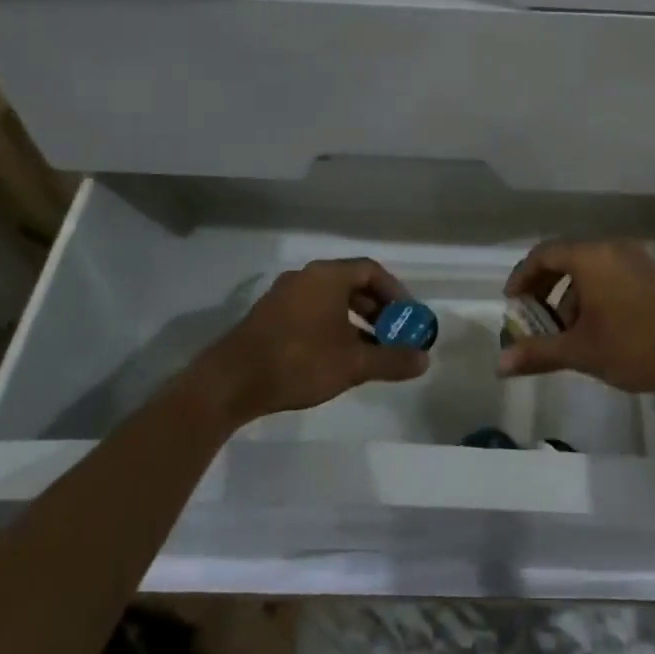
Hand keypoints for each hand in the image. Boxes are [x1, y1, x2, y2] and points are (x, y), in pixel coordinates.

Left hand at [194, 258, 428, 427]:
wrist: (230, 382)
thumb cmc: (299, 361)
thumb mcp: (354, 364)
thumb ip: (392, 359)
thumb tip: (424, 360)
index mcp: (327, 276)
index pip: (372, 271)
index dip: (396, 293)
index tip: (408, 318)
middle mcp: (305, 277)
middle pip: (351, 284)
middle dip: (377, 310)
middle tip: (393, 335)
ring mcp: (283, 296)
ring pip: (330, 300)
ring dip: (356, 321)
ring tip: (370, 351)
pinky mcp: (268, 317)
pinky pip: (311, 312)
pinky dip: (332, 327)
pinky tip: (337, 358)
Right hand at [498, 240, 654, 404]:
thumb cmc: (635, 346)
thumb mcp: (581, 351)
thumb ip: (538, 353)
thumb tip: (499, 364)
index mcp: (591, 257)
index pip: (544, 254)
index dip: (522, 277)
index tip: (511, 303)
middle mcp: (612, 249)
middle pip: (566, 259)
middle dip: (545, 288)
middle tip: (532, 317)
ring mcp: (636, 261)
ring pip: (590, 270)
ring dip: (570, 296)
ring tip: (564, 332)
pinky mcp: (653, 276)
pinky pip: (611, 277)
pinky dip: (593, 296)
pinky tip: (595, 330)